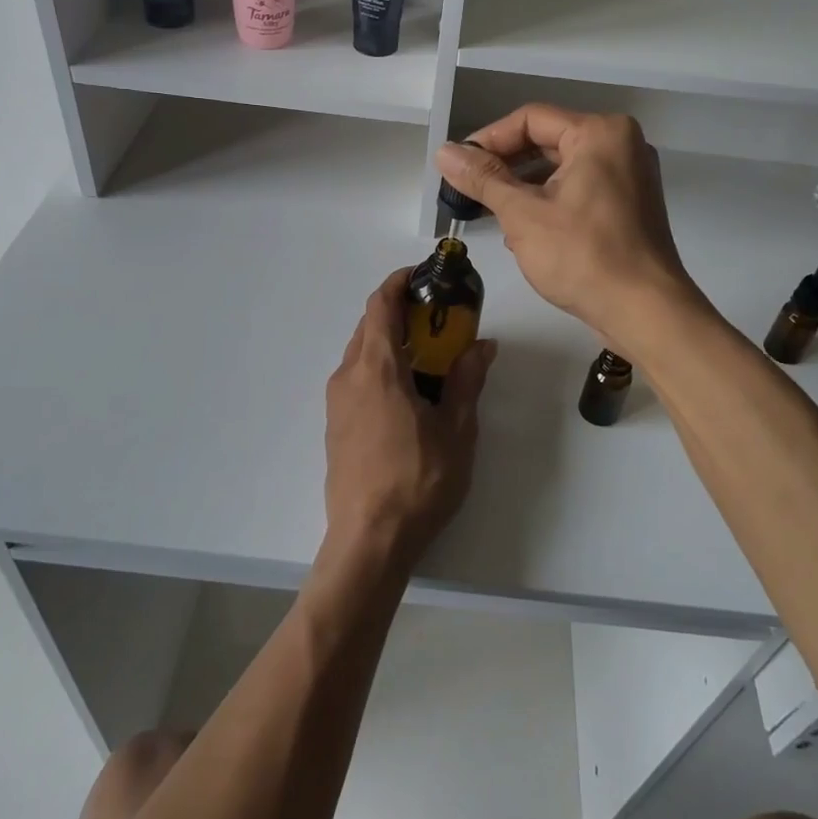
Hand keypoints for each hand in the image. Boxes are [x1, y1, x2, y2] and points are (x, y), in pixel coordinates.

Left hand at [323, 269, 495, 574]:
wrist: (368, 542)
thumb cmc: (417, 481)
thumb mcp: (456, 431)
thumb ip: (466, 381)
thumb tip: (482, 345)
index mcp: (376, 368)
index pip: (380, 304)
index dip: (398, 282)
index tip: (423, 275)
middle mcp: (348, 376)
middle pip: (369, 325)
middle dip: (400, 312)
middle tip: (438, 317)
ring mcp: (337, 402)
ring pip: (361, 352)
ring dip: (390, 341)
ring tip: (428, 355)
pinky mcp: (335, 425)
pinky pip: (356, 378)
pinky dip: (380, 367)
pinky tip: (407, 393)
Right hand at [436, 106, 701, 349]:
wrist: (645, 312)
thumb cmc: (583, 256)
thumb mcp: (523, 214)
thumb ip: (482, 178)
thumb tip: (444, 152)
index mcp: (600, 133)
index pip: (531, 119)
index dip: (489, 139)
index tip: (458, 165)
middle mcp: (621, 144)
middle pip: (548, 141)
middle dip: (506, 166)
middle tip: (469, 189)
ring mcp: (630, 176)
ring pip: (562, 168)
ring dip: (524, 187)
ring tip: (491, 213)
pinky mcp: (630, 206)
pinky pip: (580, 189)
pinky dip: (550, 202)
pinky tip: (523, 231)